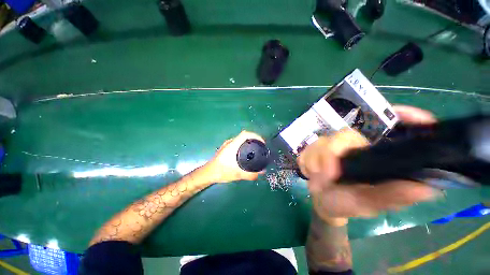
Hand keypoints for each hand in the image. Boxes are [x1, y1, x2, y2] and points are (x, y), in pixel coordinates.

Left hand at [205, 131, 265, 182]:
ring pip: (240, 139)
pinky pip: (237, 142)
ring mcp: (227, 144)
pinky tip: (246, 153)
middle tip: (261, 146)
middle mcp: (230, 142)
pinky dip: (244, 145)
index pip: (245, 134)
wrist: (208, 173)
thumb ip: (250, 174)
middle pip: (244, 135)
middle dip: (254, 139)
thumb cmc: (221, 172)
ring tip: (255, 149)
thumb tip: (262, 172)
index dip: (255, 135)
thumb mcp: (237, 174)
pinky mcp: (226, 148)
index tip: (262, 142)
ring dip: (249, 141)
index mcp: (233, 145)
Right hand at [298, 105, 441, 219]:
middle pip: (343, 135)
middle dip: (328, 155)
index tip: (398, 113)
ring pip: (320, 142)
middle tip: (326, 175)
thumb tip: (426, 187)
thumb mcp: (369, 204)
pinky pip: (307, 149)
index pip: (397, 130)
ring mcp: (334, 146)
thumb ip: (391, 196)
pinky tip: (310, 172)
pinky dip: (305, 161)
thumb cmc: (347, 205)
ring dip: (315, 161)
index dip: (406, 117)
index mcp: (377, 157)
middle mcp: (358, 147)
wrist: (322, 203)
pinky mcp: (317, 149)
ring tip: (317, 179)